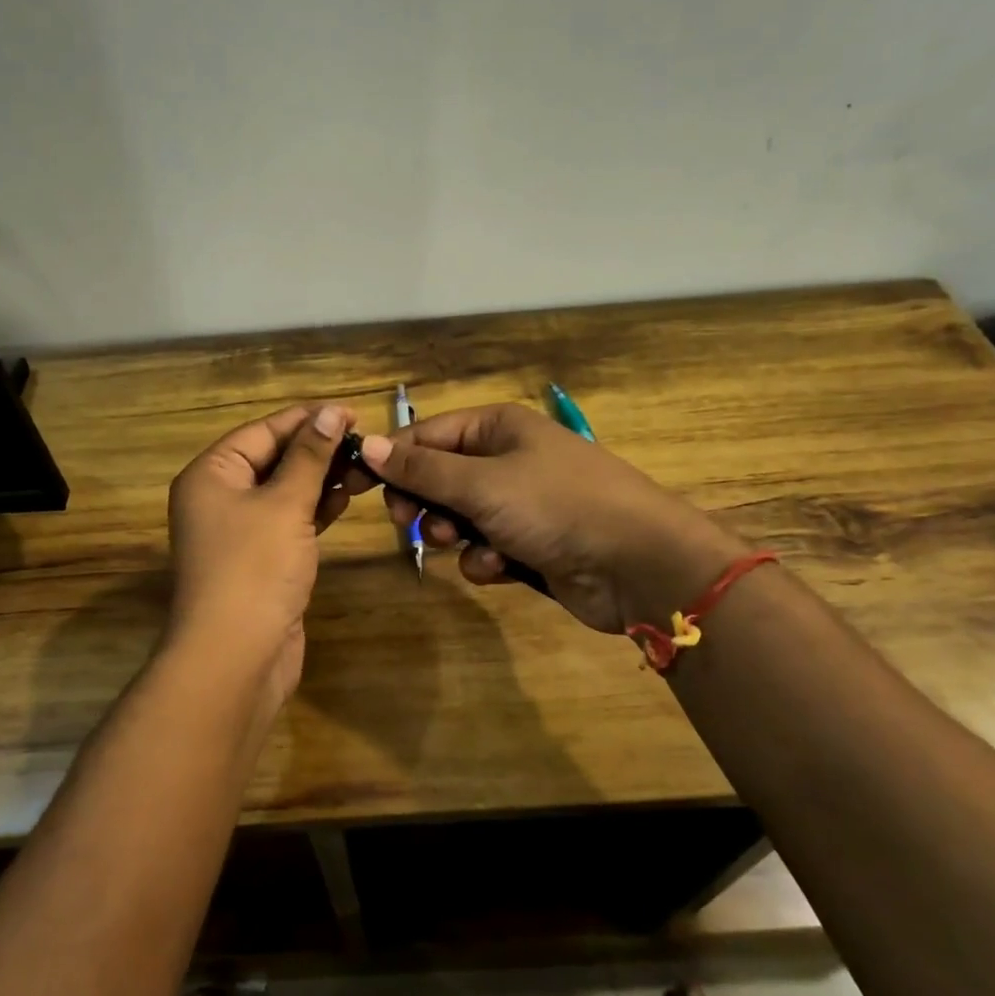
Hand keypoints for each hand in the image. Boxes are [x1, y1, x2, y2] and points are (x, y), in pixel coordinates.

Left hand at [164, 403, 354, 707]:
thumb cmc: (254, 569)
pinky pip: (288, 521)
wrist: (235, 657)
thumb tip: (330, 413)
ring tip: (364, 470)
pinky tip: (344, 500)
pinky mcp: (259, 559)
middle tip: (365, 444)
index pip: (263, 431)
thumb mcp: (285, 504)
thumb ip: (309, 457)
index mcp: (211, 474)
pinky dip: (314, 509)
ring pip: (284, 491)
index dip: (307, 420)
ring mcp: (239, 531)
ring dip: (320, 479)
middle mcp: (219, 497)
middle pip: (273, 459)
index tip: (352, 413)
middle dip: (318, 451)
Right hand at [349, 403, 747, 634]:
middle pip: (439, 477)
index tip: (355, 487)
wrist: (638, 564)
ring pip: (458, 516)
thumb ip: (421, 469)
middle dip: (424, 503)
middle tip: (409, 523)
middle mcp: (506, 458)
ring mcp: (521, 502)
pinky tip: (500, 567)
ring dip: (452, 534)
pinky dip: (485, 559)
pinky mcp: (531, 543)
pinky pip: (485, 546)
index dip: (391, 459)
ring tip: (463, 544)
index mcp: (497, 428)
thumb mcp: (481, 483)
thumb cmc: (555, 506)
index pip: (426, 434)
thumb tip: (368, 445)